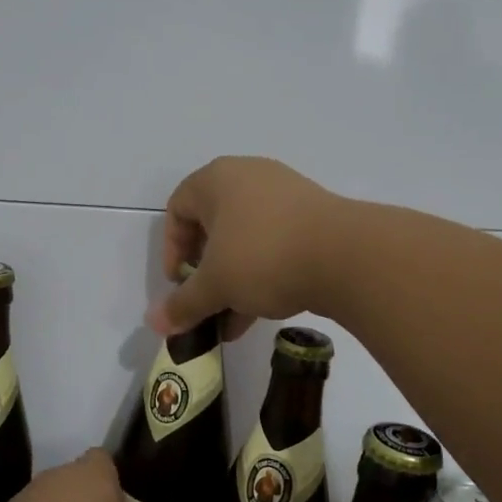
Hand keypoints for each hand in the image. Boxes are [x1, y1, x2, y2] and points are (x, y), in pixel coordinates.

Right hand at [149, 156, 345, 339]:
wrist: (347, 256)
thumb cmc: (263, 257)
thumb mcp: (216, 285)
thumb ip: (183, 303)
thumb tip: (154, 324)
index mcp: (217, 179)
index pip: (177, 208)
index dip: (172, 249)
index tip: (179, 284)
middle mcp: (250, 177)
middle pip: (212, 224)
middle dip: (205, 270)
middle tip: (205, 299)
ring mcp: (286, 195)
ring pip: (246, 239)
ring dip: (233, 279)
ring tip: (231, 320)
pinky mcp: (314, 217)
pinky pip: (275, 243)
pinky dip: (262, 273)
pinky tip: (260, 313)